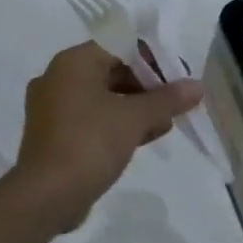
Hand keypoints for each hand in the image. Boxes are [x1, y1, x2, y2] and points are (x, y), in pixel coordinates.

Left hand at [9, 42, 202, 226]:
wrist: (45, 196)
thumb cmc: (90, 143)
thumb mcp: (134, 118)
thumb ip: (167, 99)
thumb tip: (197, 86)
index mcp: (73, 62)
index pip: (119, 45)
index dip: (152, 59)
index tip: (177, 78)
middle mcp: (58, 77)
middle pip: (111, 70)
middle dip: (147, 86)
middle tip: (175, 102)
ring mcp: (52, 107)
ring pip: (103, 96)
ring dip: (135, 107)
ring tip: (166, 122)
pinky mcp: (53, 134)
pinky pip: (91, 118)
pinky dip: (116, 123)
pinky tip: (144, 137)